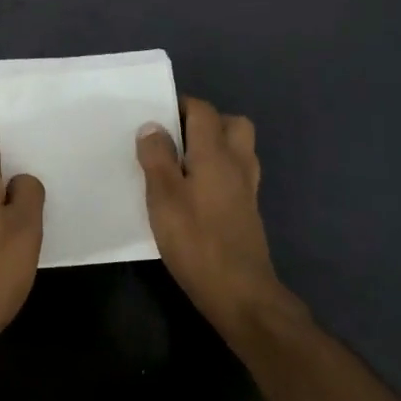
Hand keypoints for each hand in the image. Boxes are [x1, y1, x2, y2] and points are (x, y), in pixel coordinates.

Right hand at [137, 96, 294, 343]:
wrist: (241, 294)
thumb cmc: (196, 241)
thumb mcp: (164, 197)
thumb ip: (157, 158)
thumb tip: (152, 126)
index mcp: (216, 153)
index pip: (203, 111)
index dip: (181, 106)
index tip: (155, 116)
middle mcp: (237, 163)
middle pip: (231, 124)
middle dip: (205, 122)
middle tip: (174, 139)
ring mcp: (247, 188)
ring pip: (238, 148)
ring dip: (214, 146)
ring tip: (183, 163)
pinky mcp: (248, 210)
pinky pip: (236, 173)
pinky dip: (219, 171)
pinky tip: (196, 191)